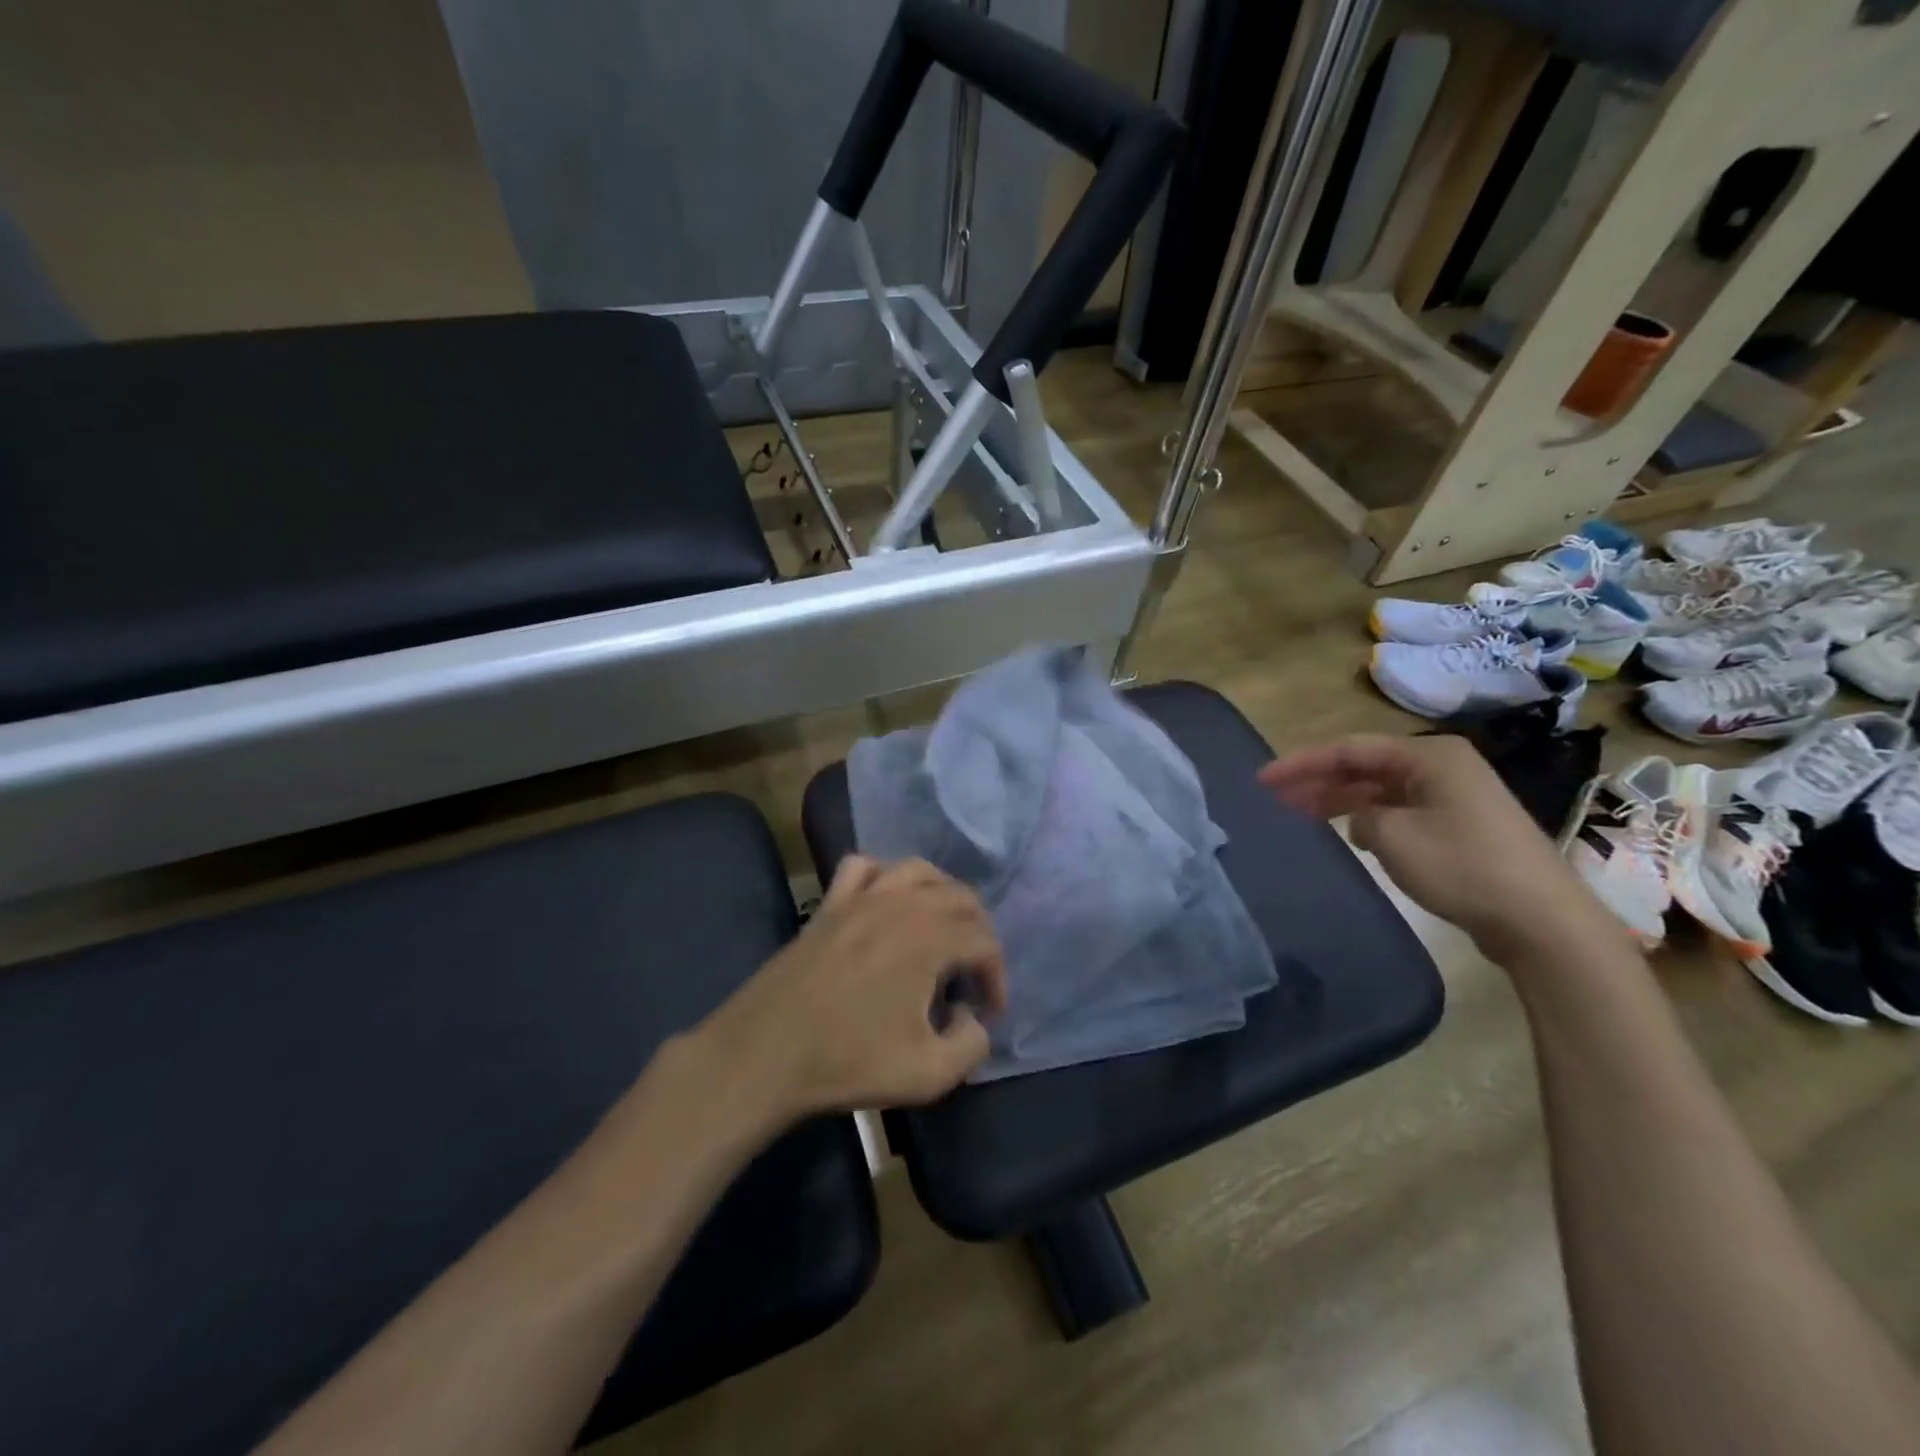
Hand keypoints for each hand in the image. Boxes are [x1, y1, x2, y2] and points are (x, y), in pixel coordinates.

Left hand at [695, 856, 1006, 1122]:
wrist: (766, 1052)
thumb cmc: (848, 1061)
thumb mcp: (929, 1074)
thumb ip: (970, 1045)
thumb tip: (971, 1018)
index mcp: (931, 938)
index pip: (985, 942)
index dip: (997, 976)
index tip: (989, 1012)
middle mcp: (902, 903)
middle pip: (960, 897)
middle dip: (977, 932)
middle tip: (972, 973)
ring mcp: (861, 897)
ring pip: (918, 870)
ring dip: (941, 894)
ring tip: (941, 929)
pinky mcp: (829, 904)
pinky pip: (863, 867)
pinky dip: (883, 875)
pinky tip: (884, 902)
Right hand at [1258, 733, 1617, 958]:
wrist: (1541, 920)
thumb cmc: (1463, 867)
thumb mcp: (1393, 836)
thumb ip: (1359, 816)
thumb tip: (1361, 818)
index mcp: (1429, 755)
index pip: (1349, 749)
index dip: (1301, 763)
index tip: (1263, 779)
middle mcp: (1443, 766)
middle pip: (1365, 766)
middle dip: (1318, 780)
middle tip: (1275, 798)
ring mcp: (1455, 796)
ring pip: (1382, 789)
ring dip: (1341, 800)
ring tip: (1300, 814)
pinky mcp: (1461, 826)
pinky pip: (1401, 810)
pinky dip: (1370, 818)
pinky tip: (1348, 834)